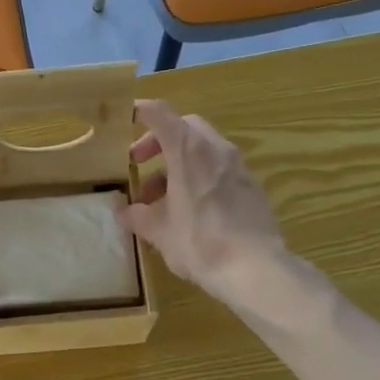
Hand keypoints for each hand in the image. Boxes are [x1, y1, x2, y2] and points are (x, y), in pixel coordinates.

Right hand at [118, 100, 287, 305]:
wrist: (256, 269)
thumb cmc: (199, 242)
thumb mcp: (158, 231)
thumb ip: (138, 216)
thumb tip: (124, 213)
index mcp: (188, 150)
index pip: (159, 113)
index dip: (139, 110)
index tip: (123, 118)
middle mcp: (216, 148)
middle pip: (184, 127)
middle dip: (159, 141)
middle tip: (140, 163)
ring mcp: (238, 166)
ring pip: (203, 149)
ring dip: (178, 163)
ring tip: (161, 198)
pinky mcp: (253, 186)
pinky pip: (219, 169)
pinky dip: (200, 177)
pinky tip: (190, 210)